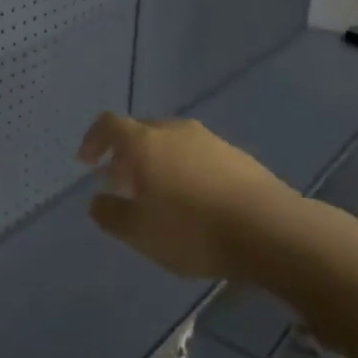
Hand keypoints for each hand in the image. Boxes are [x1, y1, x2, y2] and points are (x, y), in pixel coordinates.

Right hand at [76, 112, 303, 280]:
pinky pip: (200, 156)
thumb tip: (97, 200)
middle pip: (142, 132)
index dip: (94, 139)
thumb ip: (110, 214)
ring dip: (158, 163)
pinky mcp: (239, 157)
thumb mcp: (138, 232)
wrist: (270, 230)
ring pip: (173, 144)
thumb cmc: (192, 229)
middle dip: (126, 155)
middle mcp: (175, 131)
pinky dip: (187, 171)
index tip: (87, 162)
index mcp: (145, 142)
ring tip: (160, 196)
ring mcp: (211, 141)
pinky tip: (196, 202)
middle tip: (122, 184)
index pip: (109, 124)